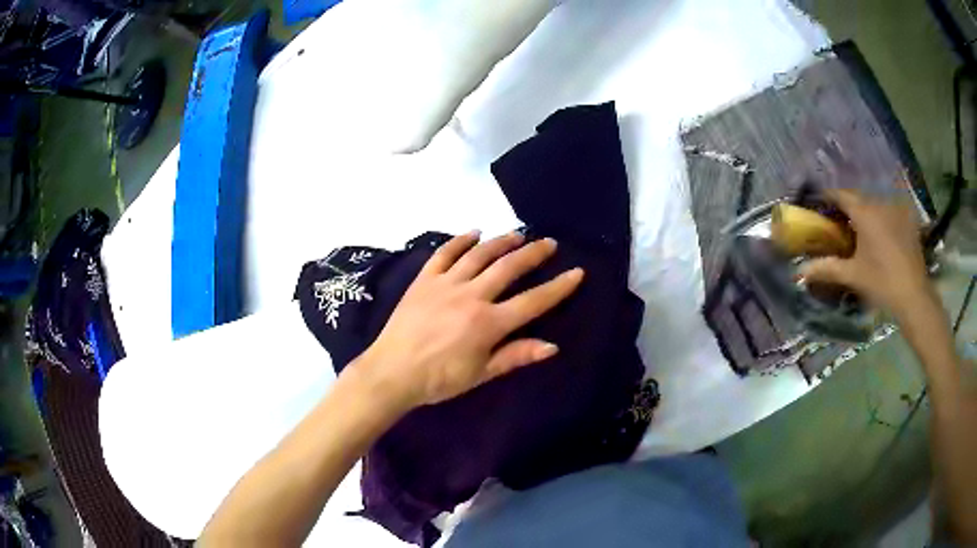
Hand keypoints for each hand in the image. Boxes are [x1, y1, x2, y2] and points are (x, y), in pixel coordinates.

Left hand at [353, 231, 583, 410]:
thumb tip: (552, 346)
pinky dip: (460, 241)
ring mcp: (446, 283)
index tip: (577, 272)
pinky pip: (444, 254)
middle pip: (509, 268)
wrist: (392, 372)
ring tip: (518, 234)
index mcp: (489, 323)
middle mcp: (472, 295)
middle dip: (533, 254)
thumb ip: (516, 356)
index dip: (558, 287)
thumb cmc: (439, 379)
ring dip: (501, 242)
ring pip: (479, 255)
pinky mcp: (424, 280)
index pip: (533, 301)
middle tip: (549, 243)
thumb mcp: (480, 374)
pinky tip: (473, 233)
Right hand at [799, 189, 931, 319]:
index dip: (827, 197)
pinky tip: (880, 237)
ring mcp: (896, 210)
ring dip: (864, 214)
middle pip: (858, 199)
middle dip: (846, 208)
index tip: (818, 204)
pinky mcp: (907, 220)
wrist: (913, 296)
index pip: (840, 195)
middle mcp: (880, 204)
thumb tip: (800, 271)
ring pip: (874, 205)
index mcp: (864, 212)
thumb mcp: (853, 276)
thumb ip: (827, 268)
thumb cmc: (881, 282)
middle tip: (837, 223)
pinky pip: (889, 213)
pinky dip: (880, 219)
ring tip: (859, 231)